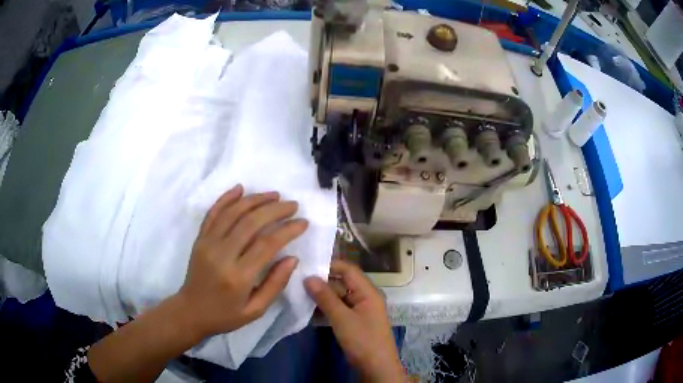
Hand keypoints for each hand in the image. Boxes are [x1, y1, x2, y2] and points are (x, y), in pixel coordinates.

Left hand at [177, 184, 307, 339]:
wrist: (190, 311)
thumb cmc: (225, 315)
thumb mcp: (255, 310)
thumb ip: (275, 284)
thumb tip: (293, 258)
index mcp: (238, 277)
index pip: (267, 244)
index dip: (287, 230)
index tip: (303, 222)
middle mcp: (221, 255)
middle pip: (250, 222)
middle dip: (275, 209)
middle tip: (292, 205)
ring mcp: (207, 243)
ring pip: (233, 213)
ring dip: (255, 200)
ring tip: (274, 195)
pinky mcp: (199, 238)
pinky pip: (213, 213)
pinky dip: (226, 198)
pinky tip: (240, 189)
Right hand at [304, 260, 404, 381]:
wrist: (376, 367)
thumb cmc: (362, 340)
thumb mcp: (342, 318)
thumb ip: (325, 297)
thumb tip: (308, 277)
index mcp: (368, 291)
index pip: (349, 269)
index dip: (329, 265)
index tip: (307, 266)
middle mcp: (365, 297)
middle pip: (343, 282)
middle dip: (322, 281)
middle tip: (298, 279)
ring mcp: (360, 309)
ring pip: (339, 296)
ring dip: (323, 295)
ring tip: (300, 292)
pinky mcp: (355, 321)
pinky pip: (340, 308)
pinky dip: (327, 307)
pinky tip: (310, 308)